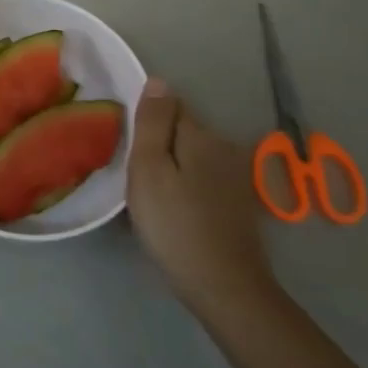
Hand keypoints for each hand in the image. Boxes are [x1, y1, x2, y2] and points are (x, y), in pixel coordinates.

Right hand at [127, 78, 280, 324]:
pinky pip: (203, 179)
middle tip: (135, 177)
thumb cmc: (175, 224)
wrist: (224, 287)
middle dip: (159, 145)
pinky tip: (176, 211)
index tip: (130, 148)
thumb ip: (152, 123)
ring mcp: (235, 176)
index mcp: (200, 135)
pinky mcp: (238, 203)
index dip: (146, 122)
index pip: (169, 106)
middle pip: (182, 131)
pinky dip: (188, 188)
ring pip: (192, 156)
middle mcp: (223, 147)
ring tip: (152, 196)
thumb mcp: (149, 169)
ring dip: (173, 167)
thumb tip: (158, 80)